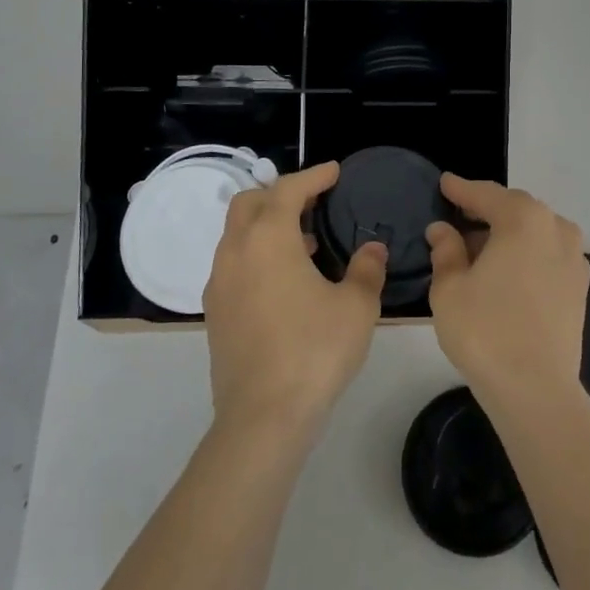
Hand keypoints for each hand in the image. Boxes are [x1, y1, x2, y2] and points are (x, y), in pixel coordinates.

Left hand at [202, 161, 386, 437]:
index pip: (288, 189)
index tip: (334, 171)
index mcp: (268, 238)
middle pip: (250, 202)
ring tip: (306, 243)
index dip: (314, 176)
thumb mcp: (356, 306)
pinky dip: (256, 254)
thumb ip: (367, 269)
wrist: (263, 417)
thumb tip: (374, 249)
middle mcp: (236, 251)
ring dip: (267, 225)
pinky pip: (233, 264)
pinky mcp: (215, 313)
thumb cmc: (315, 350)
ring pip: (237, 234)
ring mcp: (219, 283)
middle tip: (313, 203)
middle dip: (280, 194)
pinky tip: (285, 281)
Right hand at [426, 175, 588, 404]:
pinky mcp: (580, 286)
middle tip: (457, 219)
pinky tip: (505, 273)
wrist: (536, 390)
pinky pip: (547, 255)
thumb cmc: (485, 331)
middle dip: (485, 211)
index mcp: (523, 219)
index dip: (461, 189)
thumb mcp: (450, 287)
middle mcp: (556, 228)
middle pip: (514, 209)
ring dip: (506, 234)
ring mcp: (574, 257)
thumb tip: (443, 230)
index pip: (485, 194)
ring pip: (533, 232)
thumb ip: (446, 250)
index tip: (444, 183)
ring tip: (478, 251)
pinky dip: (525, 254)